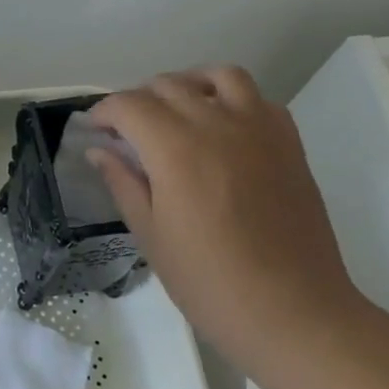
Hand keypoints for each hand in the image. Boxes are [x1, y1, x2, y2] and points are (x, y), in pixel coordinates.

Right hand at [87, 67, 359, 361]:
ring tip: (176, 112)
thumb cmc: (210, 282)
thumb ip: (123, 183)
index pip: (129, 105)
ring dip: (188, 85)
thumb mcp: (151, 235)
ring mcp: (259, 130)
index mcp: (175, 149)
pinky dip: (233, 100)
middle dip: (138, 100)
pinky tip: (222, 129)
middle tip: (127, 131)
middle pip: (168, 85)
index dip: (104, 112)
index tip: (95, 130)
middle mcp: (217, 125)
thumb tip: (99, 151)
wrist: (293, 312)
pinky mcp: (289, 144)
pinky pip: (258, 99)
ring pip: (219, 76)